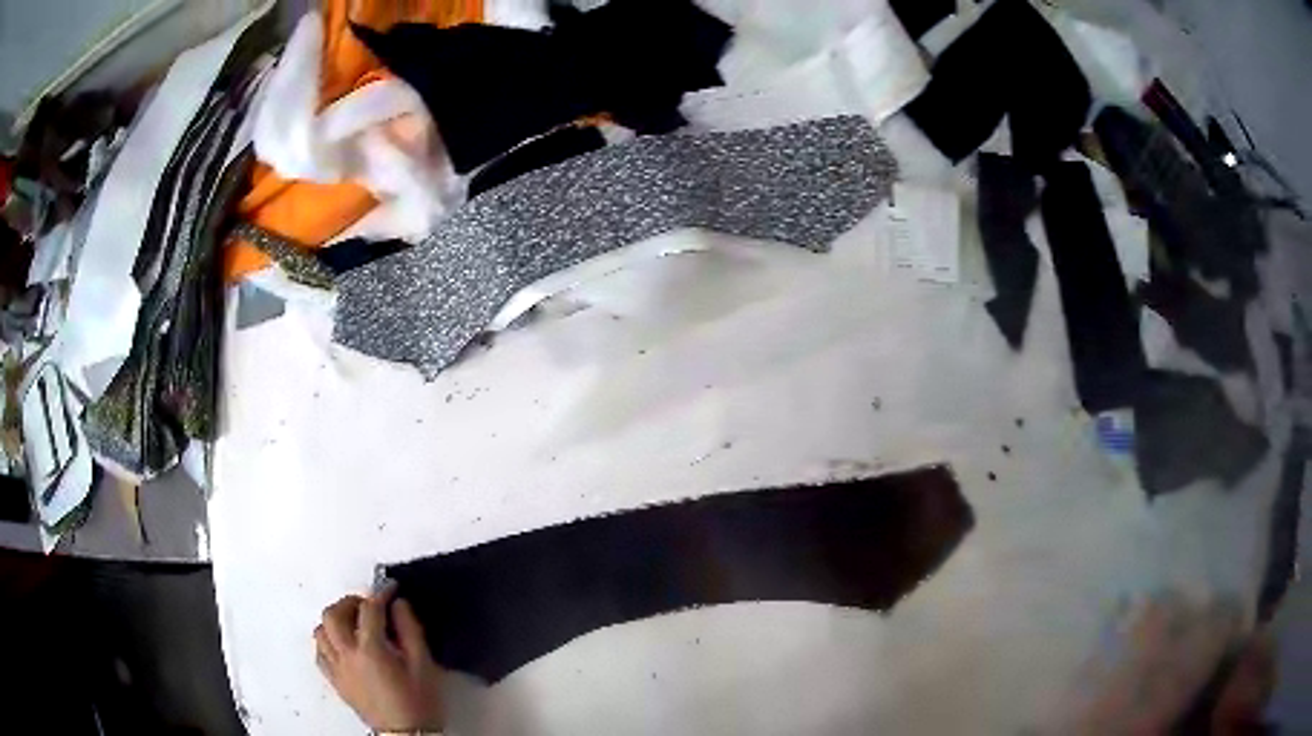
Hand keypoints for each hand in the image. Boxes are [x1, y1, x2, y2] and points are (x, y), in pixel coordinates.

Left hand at [315, 582, 444, 731]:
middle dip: (349, 602)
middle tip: (368, 605)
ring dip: (334, 620)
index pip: (369, 610)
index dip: (380, 594)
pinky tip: (342, 645)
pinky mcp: (334, 681)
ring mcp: (336, 668)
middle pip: (333, 614)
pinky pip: (320, 652)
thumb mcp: (424, 666)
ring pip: (320, 631)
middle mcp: (347, 655)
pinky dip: (327, 641)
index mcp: (371, 650)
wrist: (407, 735)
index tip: (391, 589)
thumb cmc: (419, 701)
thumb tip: (399, 604)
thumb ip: (411, 631)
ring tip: (352, 623)